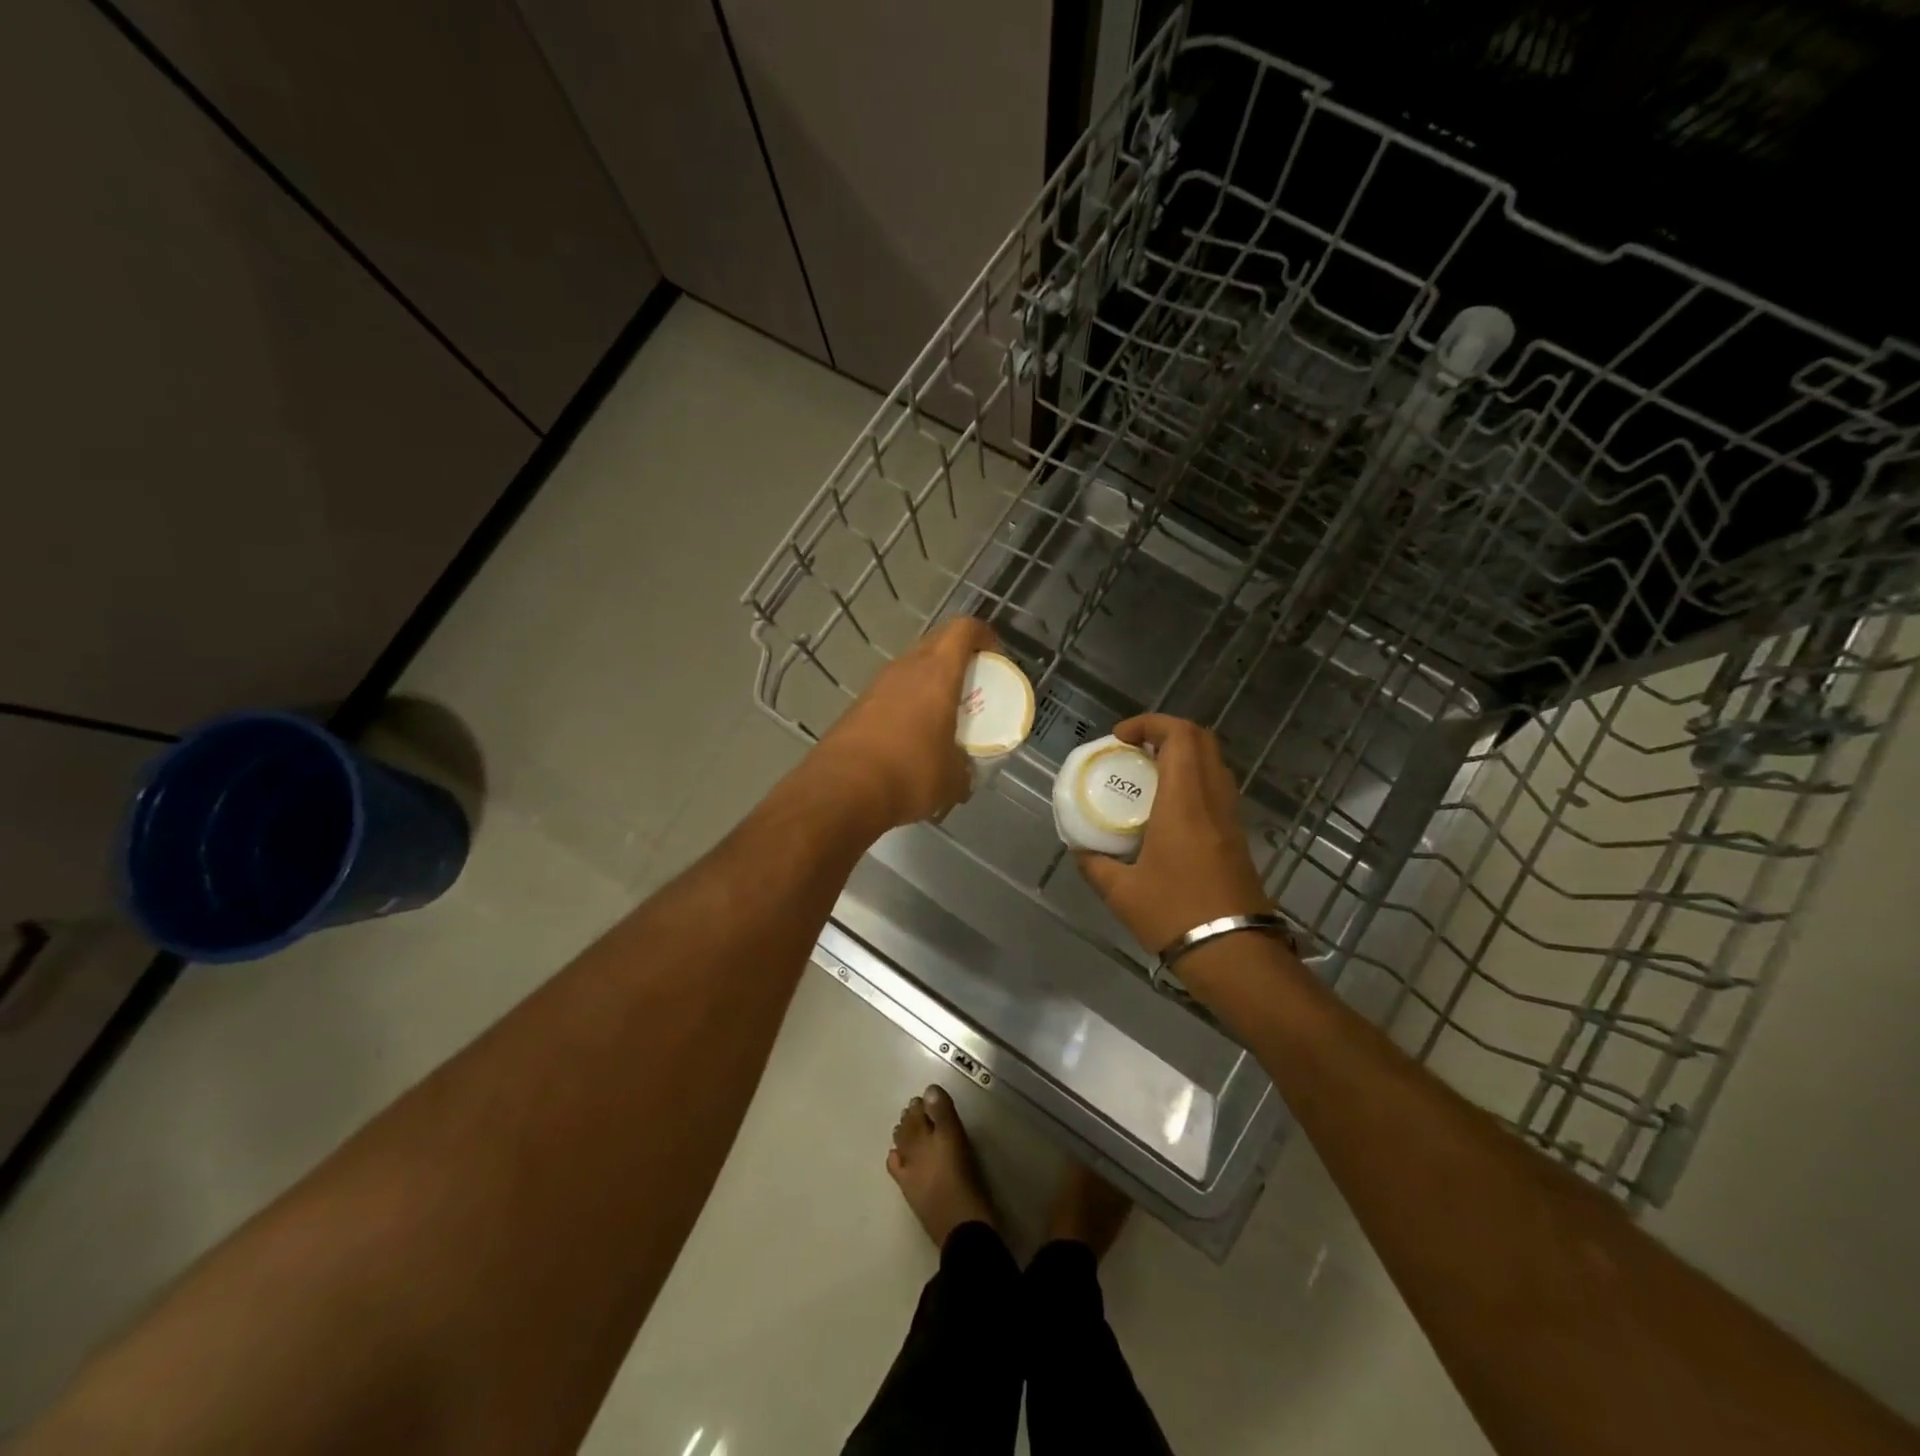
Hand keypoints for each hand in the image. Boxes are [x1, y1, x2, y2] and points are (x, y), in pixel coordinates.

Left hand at [807, 616, 998, 831]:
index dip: (983, 635)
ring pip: (911, 669)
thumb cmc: (910, 772)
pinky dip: (907, 705)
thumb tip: (964, 777)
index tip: (995, 658)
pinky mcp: (857, 706)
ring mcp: (877, 685)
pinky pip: (891, 694)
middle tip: (973, 687)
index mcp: (937, 673)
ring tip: (943, 715)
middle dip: (958, 658)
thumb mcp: (953, 779)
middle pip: (937, 644)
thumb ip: (964, 769)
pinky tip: (912, 737)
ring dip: (929, 683)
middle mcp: (905, 668)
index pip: (963, 629)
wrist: (843, 790)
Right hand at [1075, 714, 1272, 955]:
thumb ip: (1095, 864)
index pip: (1180, 737)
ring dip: (1182, 755)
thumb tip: (1080, 851)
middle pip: (1202, 741)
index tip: (1120, 738)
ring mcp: (1230, 819)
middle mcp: (1212, 801)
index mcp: (1184, 803)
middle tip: (1134, 749)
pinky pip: (1217, 789)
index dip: (1150, 723)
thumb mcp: (1121, 893)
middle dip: (1166, 732)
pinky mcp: (1237, 839)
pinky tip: (1166, 810)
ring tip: (1147, 774)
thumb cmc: (1175, 916)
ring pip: (1213, 764)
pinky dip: (1192, 781)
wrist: (1235, 955)